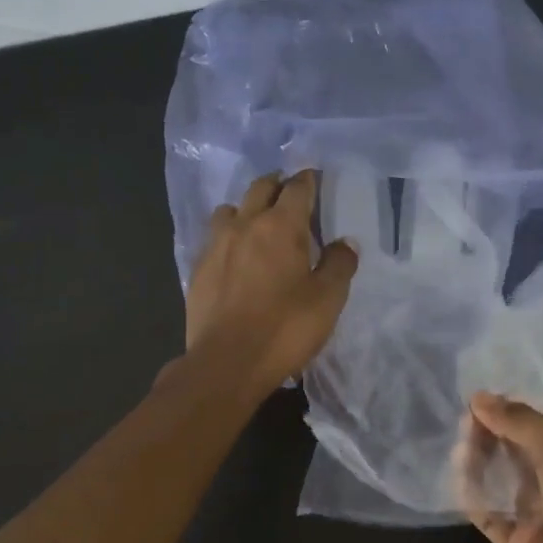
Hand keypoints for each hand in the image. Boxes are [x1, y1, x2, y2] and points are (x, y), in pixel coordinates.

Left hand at [185, 171, 358, 396]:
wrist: (227, 362)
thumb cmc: (285, 328)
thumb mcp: (328, 299)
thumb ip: (340, 264)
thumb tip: (345, 242)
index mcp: (281, 226)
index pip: (297, 187)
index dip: (308, 180)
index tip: (315, 180)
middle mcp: (245, 224)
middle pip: (261, 187)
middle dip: (278, 184)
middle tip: (290, 194)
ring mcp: (216, 245)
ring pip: (231, 209)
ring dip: (248, 208)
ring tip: (259, 224)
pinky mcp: (198, 268)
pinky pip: (214, 237)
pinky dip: (229, 236)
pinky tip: (236, 256)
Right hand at [457, 393, 542, 542]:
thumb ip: (519, 421)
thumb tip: (479, 397)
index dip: (521, 404)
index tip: (485, 391)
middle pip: (524, 445)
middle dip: (496, 428)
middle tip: (466, 416)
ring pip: (504, 475)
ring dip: (482, 456)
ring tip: (461, 441)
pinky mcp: (519, 541)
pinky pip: (489, 510)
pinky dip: (472, 493)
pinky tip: (457, 473)